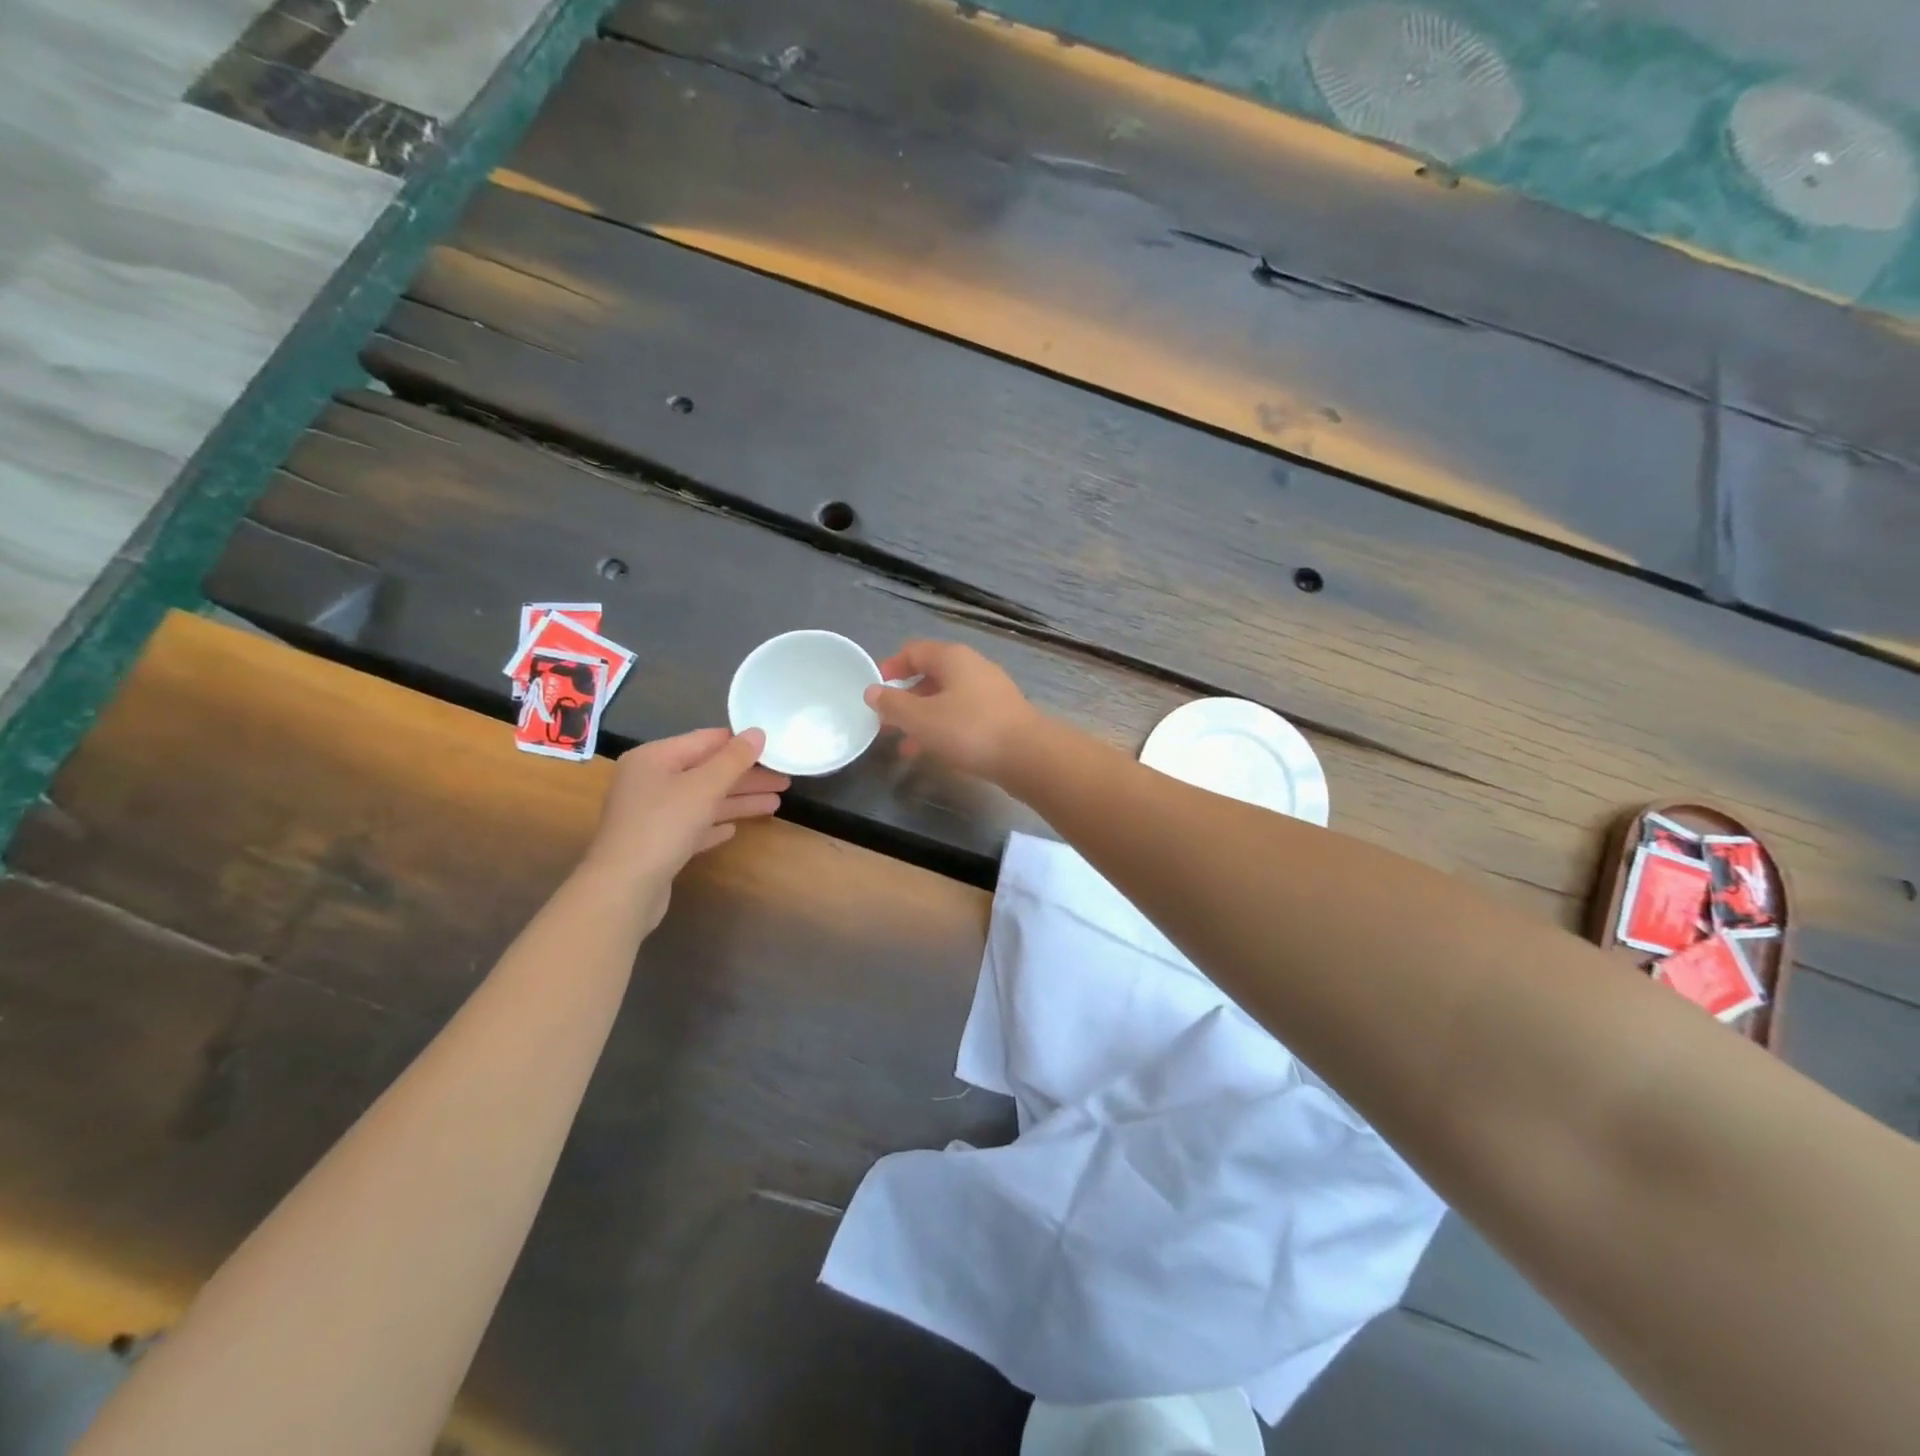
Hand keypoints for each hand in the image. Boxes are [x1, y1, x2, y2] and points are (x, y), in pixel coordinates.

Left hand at [581, 728, 787, 920]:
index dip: (741, 744)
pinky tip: (734, 830)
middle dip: (746, 777)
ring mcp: (650, 814)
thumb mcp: (704, 787)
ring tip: (776, 804)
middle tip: (784, 780)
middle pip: (706, 772)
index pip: (705, 740)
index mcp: (654, 758)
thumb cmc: (663, 826)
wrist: (623, 889)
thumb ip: (733, 759)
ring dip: (738, 801)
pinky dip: (714, 824)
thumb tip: (758, 732)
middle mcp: (649, 781)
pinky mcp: (656, 844)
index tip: (774, 748)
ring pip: (703, 800)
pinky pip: (692, 827)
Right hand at [863, 641, 1040, 781]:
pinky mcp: (1002, 716)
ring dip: (923, 719)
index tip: (875, 690)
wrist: (1028, 756)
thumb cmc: (969, 730)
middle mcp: (973, 667)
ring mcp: (991, 692)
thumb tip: (872, 691)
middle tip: (886, 723)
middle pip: (931, 676)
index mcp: (952, 658)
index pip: (914, 651)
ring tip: (905, 746)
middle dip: (906, 699)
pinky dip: (945, 729)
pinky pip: (964, 716)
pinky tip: (935, 752)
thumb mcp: (921, 718)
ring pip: (947, 700)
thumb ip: (893, 704)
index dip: (891, 667)